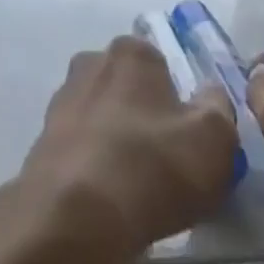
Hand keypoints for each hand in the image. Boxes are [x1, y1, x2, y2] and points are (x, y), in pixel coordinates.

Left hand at [7, 36, 239, 263]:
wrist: (75, 211)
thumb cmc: (152, 165)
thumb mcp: (214, 139)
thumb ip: (218, 107)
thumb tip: (209, 93)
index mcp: (131, 52)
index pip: (162, 66)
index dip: (180, 103)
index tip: (190, 139)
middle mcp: (91, 62)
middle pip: (131, 89)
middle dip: (146, 117)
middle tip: (167, 164)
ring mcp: (63, 98)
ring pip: (105, 116)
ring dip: (120, 141)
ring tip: (138, 186)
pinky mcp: (45, 135)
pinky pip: (84, 144)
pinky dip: (97, 162)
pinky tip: (110, 194)